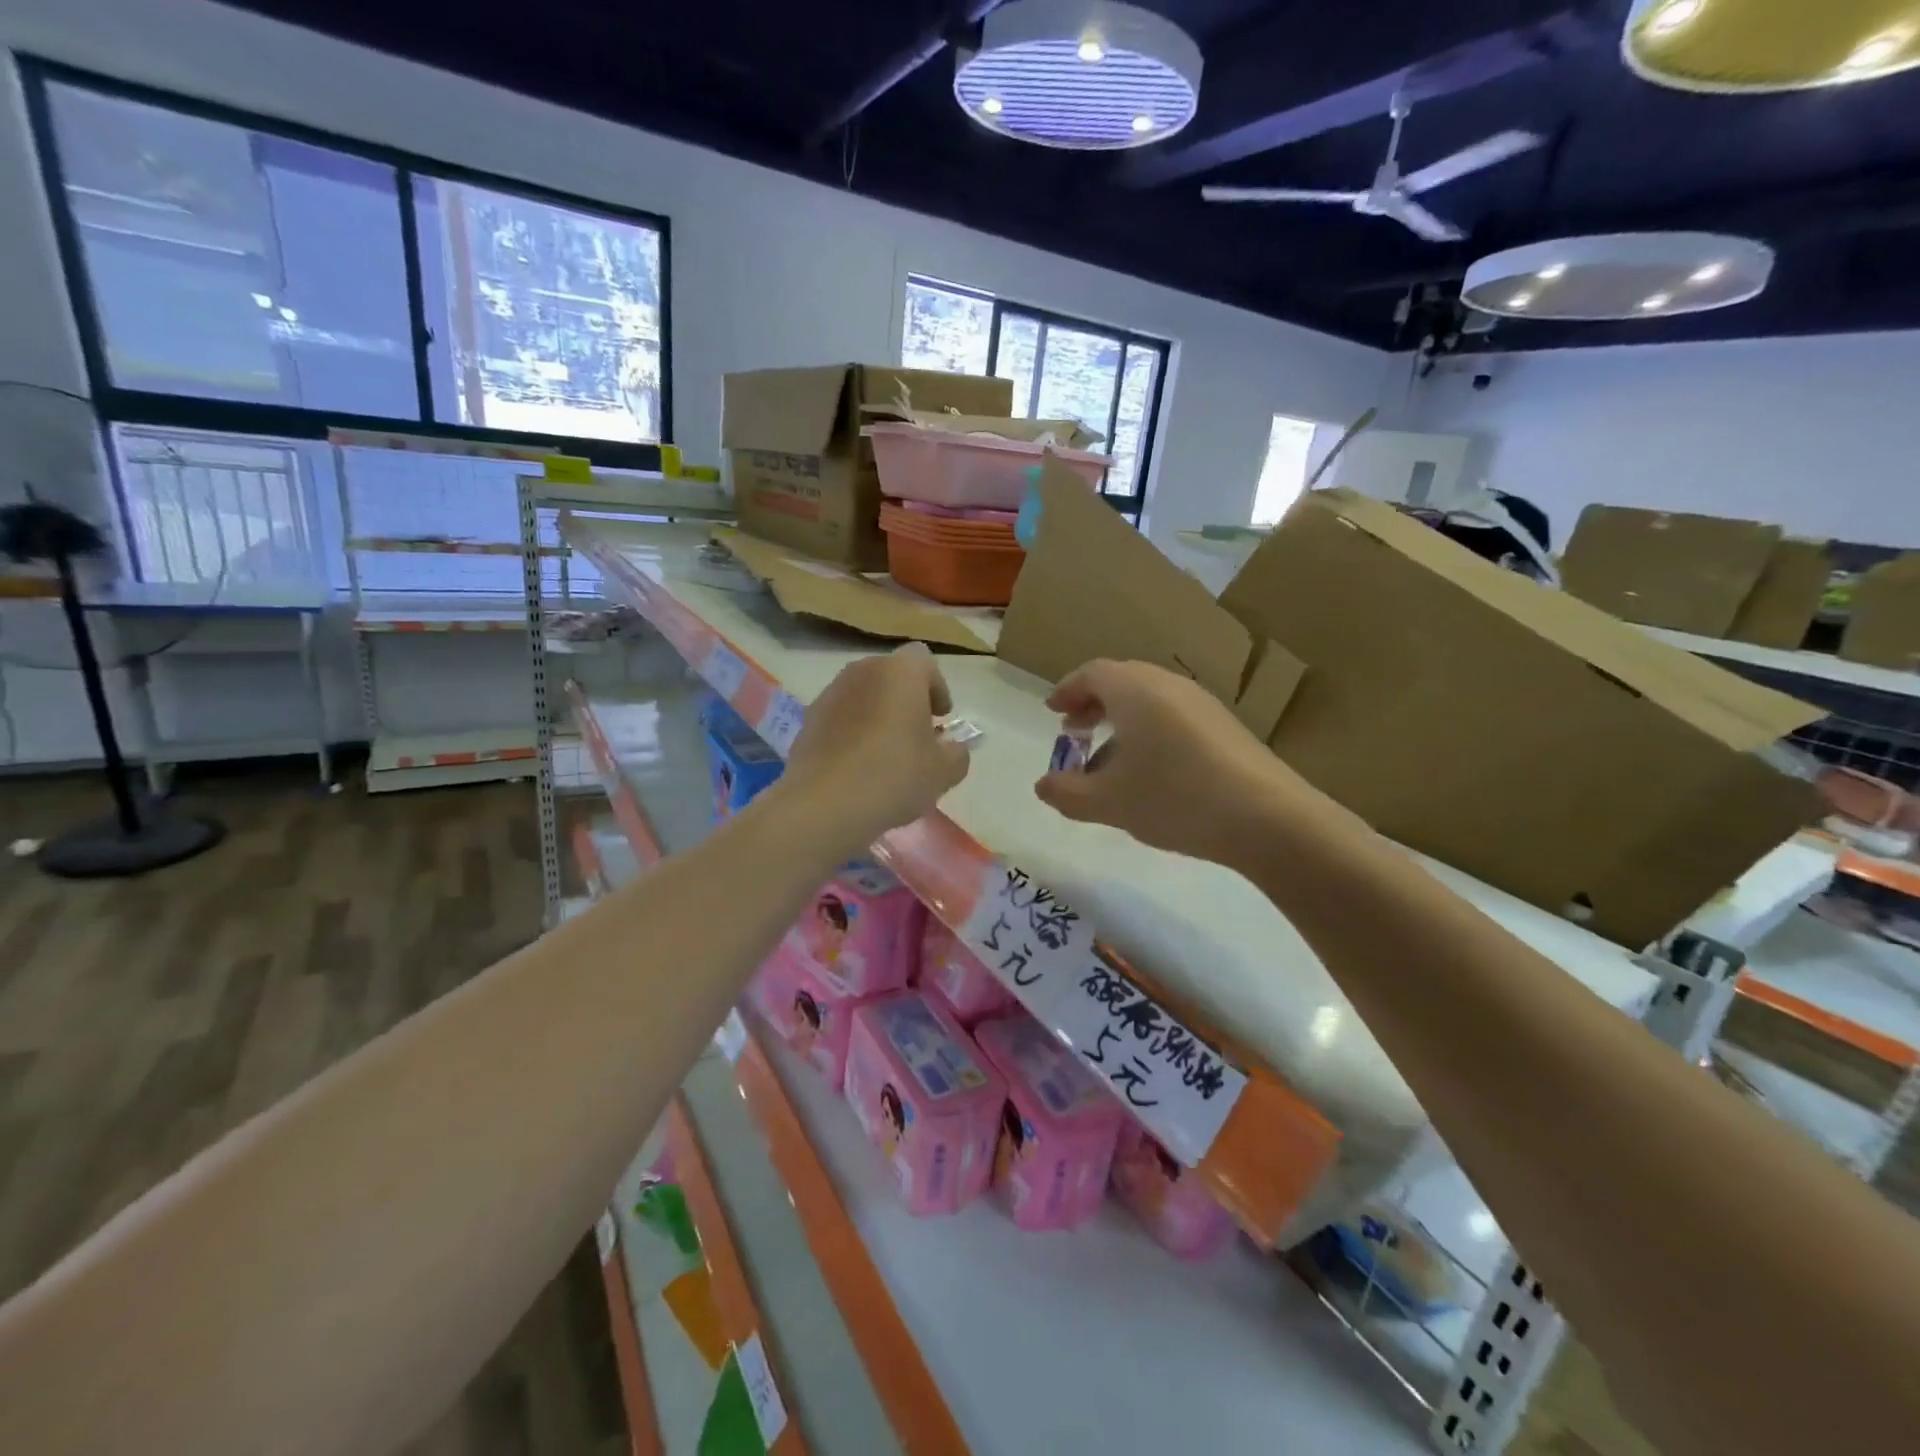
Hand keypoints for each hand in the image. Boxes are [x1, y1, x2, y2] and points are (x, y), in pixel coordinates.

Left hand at [778, 643, 970, 857]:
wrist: (825, 803)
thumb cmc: (894, 776)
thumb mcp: (943, 772)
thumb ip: (957, 753)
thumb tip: (953, 748)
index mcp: (901, 672)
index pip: (924, 661)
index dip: (937, 687)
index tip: (940, 718)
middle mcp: (863, 671)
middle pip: (892, 675)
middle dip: (907, 699)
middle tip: (916, 734)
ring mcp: (831, 693)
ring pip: (864, 694)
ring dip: (878, 714)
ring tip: (886, 752)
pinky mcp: (809, 718)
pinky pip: (840, 716)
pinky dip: (852, 730)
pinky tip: (857, 765)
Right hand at [1033, 659, 1325, 865]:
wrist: (1267, 817)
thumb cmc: (1174, 798)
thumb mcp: (1108, 803)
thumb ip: (1067, 793)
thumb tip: (1042, 786)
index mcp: (1134, 691)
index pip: (1092, 673)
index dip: (1067, 690)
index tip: (1053, 711)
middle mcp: (1168, 685)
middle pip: (1122, 680)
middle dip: (1093, 704)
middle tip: (1075, 732)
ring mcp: (1202, 703)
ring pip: (1150, 698)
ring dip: (1121, 718)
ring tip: (1108, 757)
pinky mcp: (1225, 726)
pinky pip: (1174, 714)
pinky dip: (1150, 730)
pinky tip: (1150, 769)